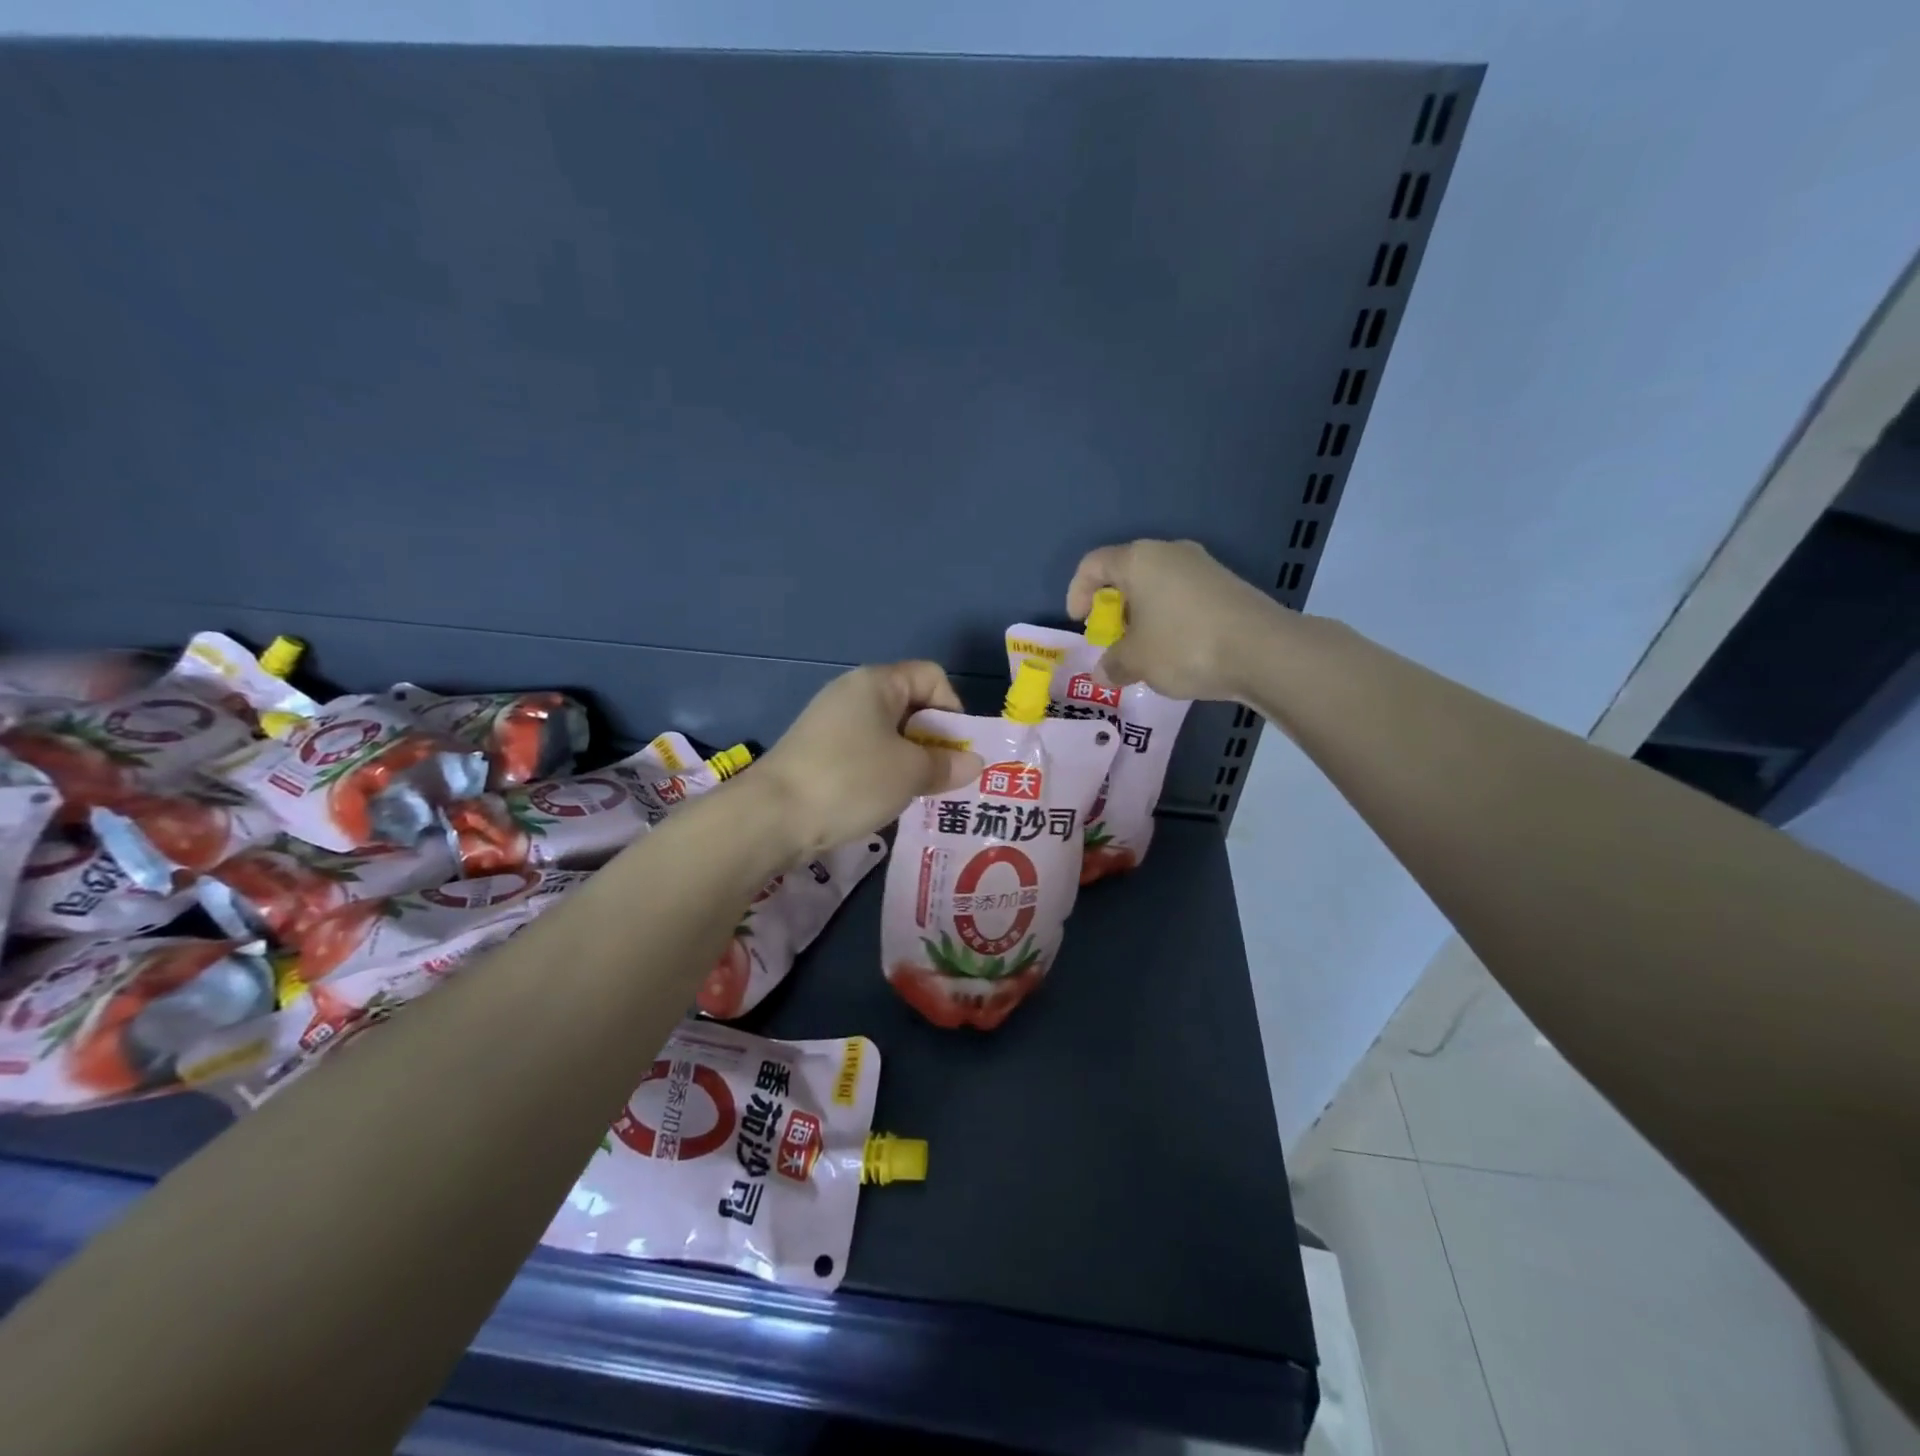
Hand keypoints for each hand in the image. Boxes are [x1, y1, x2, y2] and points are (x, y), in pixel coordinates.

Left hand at [755, 662, 982, 857]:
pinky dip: (881, 773)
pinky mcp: (816, 753)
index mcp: (877, 683)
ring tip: (918, 794)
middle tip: (944, 779)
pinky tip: (884, 802)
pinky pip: (864, 754)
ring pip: (888, 735)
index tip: (955, 750)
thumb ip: (946, 765)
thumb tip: (973, 763)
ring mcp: (830, 723)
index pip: (932, 677)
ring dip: (909, 761)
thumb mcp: (910, 773)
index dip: (953, 709)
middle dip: (934, 740)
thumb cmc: (851, 780)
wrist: (771, 816)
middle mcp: (852, 693)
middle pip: (910, 705)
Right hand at [1066, 539, 1286, 701]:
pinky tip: (1177, 650)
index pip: (1094, 564)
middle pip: (1128, 573)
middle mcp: (1170, 553)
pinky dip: (1170, 619)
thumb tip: (1102, 674)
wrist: (1263, 650)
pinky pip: (1184, 597)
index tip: (1081, 623)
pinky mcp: (1228, 586)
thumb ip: (1112, 664)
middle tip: (1112, 638)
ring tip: (1144, 650)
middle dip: (1114, 607)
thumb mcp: (1137, 661)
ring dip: (1143, 615)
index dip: (1077, 592)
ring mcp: (1204, 567)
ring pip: (1158, 586)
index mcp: (1139, 560)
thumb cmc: (1184, 645)